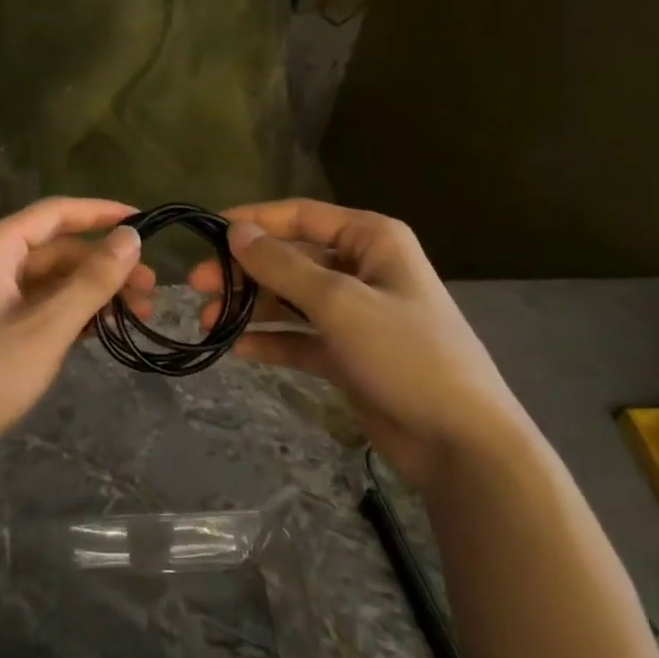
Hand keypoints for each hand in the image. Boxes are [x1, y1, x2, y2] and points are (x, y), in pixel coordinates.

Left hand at [0, 197, 151, 495]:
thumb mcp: (47, 327)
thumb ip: (92, 280)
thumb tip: (131, 236)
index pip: (56, 213)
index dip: (102, 213)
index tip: (146, 221)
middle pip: (55, 250)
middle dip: (104, 265)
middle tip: (151, 289)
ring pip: (48, 282)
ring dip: (91, 293)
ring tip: (137, 314)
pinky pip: (36, 308)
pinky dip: (68, 314)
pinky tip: (101, 331)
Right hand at [189, 198, 526, 486]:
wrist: (461, 441)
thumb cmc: (406, 354)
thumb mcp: (340, 304)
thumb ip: (283, 267)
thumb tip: (235, 232)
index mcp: (371, 241)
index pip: (301, 216)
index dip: (253, 221)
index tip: (207, 233)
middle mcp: (363, 270)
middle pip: (291, 259)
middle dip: (245, 272)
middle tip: (197, 287)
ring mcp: (356, 314)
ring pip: (291, 300)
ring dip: (252, 309)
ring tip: (209, 324)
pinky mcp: (349, 354)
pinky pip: (300, 338)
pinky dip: (271, 342)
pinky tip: (238, 350)